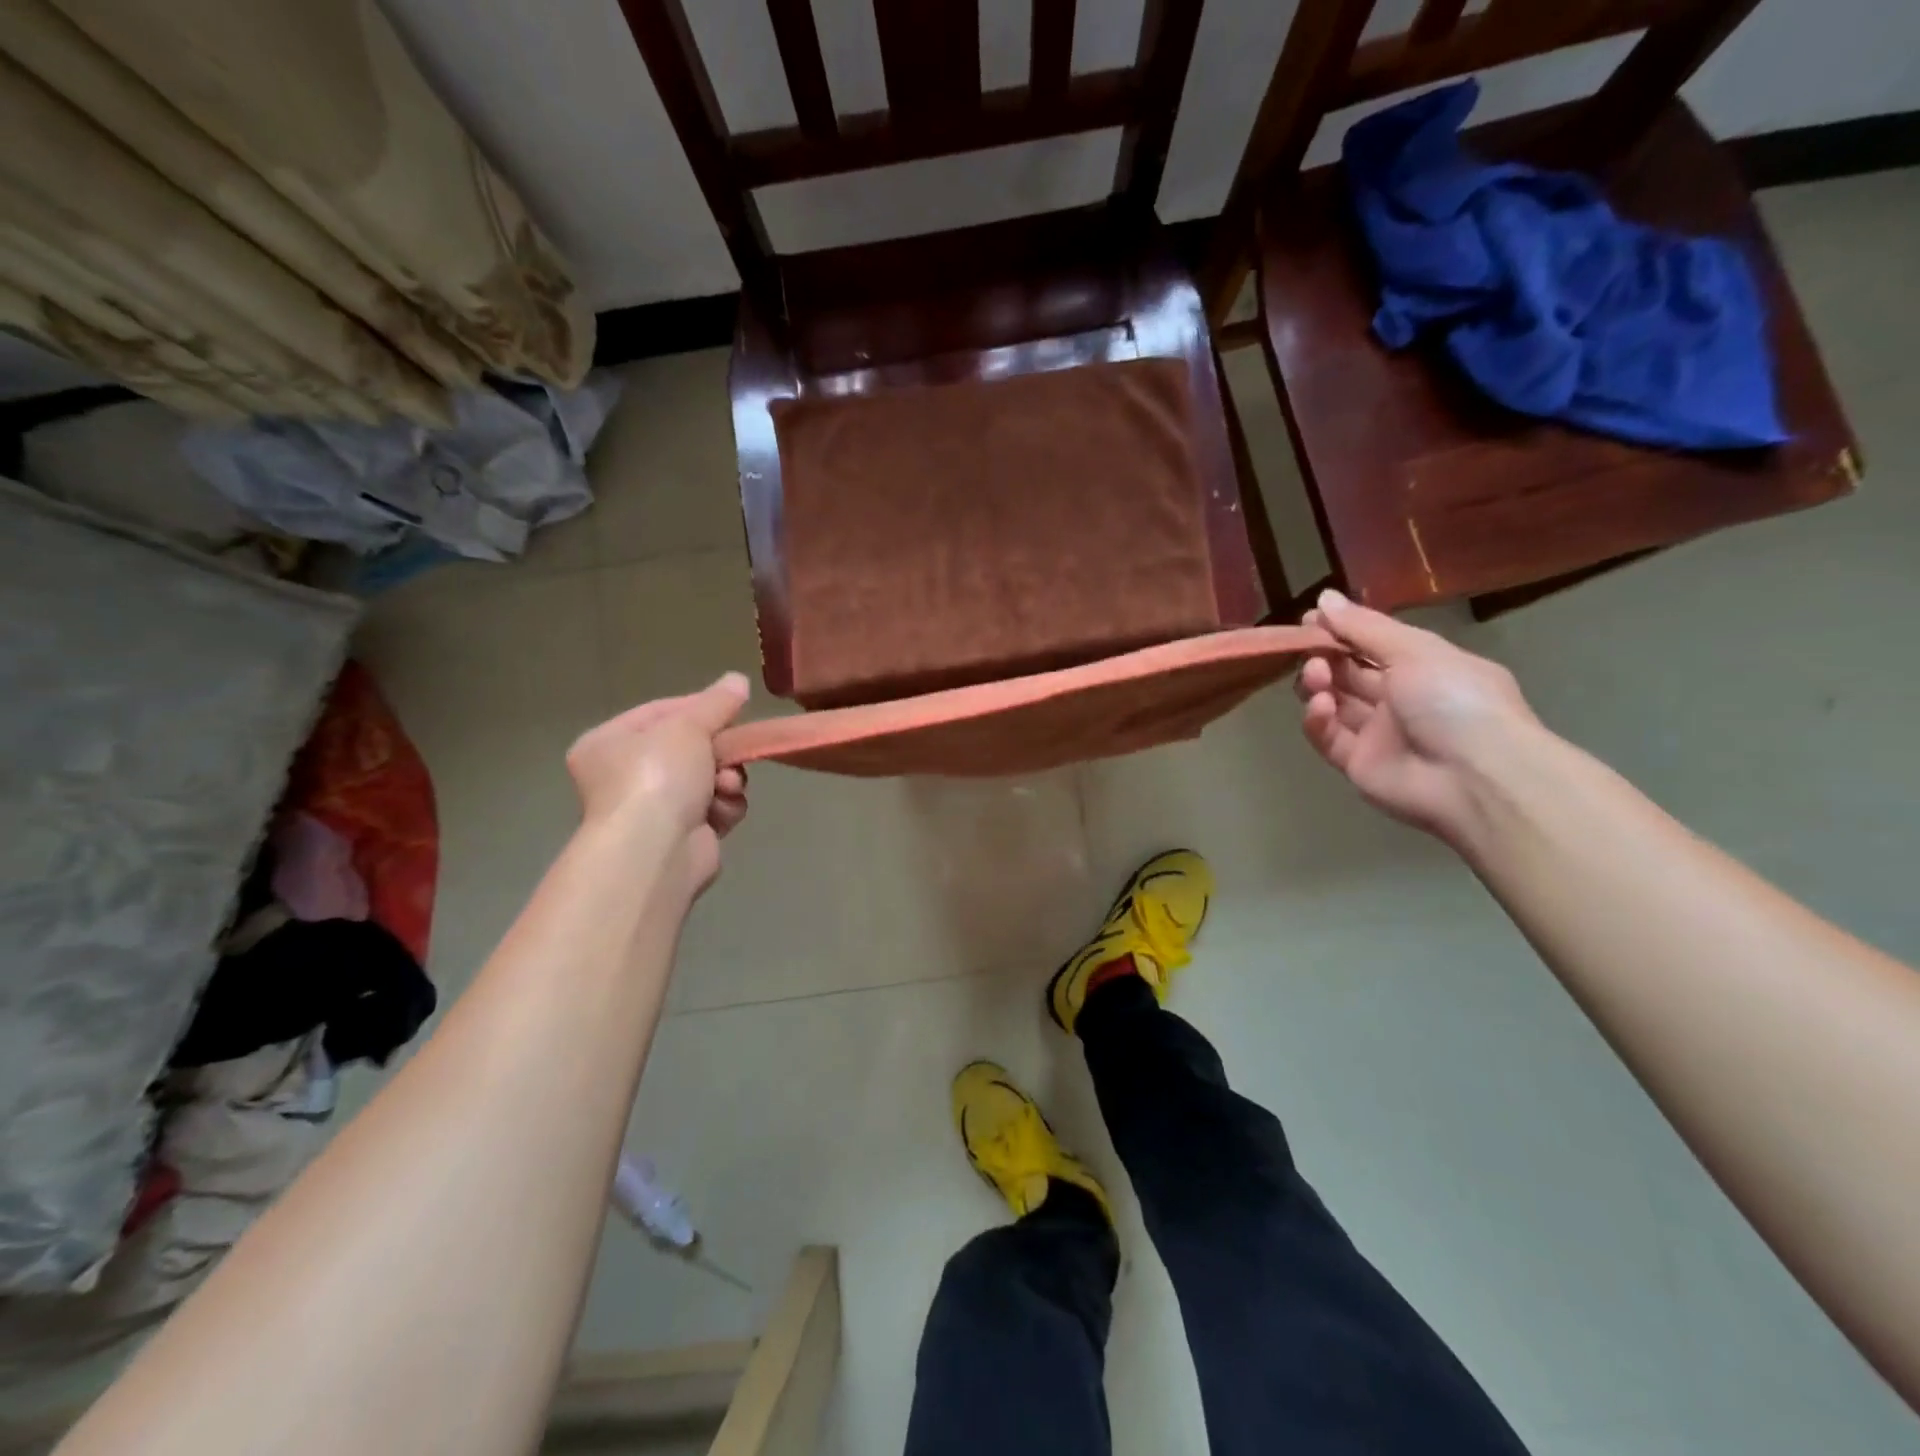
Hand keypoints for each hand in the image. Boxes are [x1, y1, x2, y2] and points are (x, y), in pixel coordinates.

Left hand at [566, 673, 750, 893]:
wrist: (655, 852)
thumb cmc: (657, 777)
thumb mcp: (688, 726)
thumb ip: (716, 703)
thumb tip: (739, 679)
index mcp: (609, 743)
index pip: (662, 711)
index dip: (701, 707)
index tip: (734, 708)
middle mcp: (625, 775)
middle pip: (690, 747)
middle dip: (720, 752)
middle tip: (735, 752)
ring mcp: (653, 809)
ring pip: (709, 778)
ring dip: (727, 781)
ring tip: (725, 789)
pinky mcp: (682, 836)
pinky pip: (715, 809)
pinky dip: (724, 808)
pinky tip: (721, 813)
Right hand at [1295, 590, 1541, 844]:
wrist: (1475, 776)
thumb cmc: (1454, 700)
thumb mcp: (1415, 650)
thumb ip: (1364, 627)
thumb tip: (1323, 598)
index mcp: (1424, 667)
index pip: (1373, 644)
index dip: (1341, 631)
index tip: (1311, 620)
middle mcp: (1400, 698)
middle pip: (1349, 673)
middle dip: (1325, 657)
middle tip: (1309, 650)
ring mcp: (1378, 733)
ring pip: (1335, 703)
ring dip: (1318, 685)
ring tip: (1316, 678)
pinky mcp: (1358, 764)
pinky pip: (1328, 737)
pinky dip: (1318, 720)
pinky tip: (1320, 707)